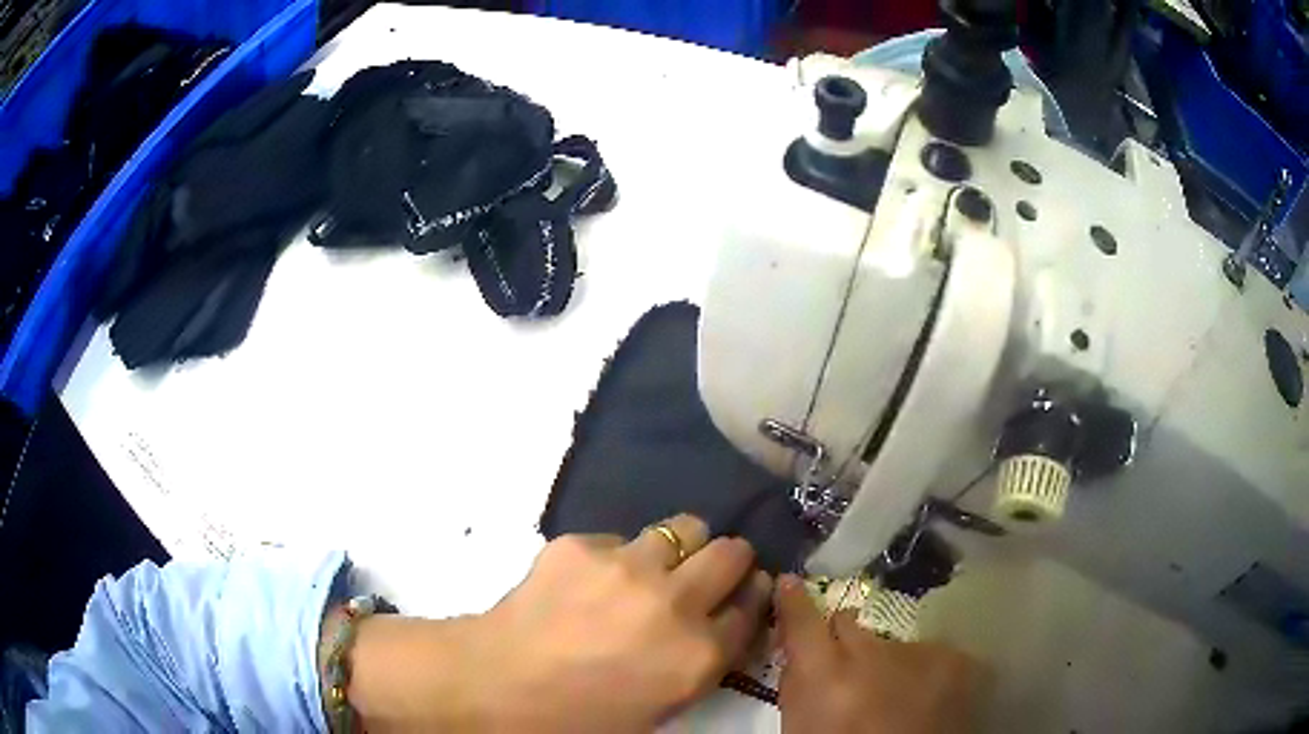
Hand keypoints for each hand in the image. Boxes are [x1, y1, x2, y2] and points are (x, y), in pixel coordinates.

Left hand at [340, 515, 771, 732]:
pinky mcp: (582, 544)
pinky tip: (588, 581)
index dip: (750, 598)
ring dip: (679, 547)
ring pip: (685, 527)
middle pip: (732, 553)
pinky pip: (620, 539)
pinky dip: (616, 556)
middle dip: (730, 561)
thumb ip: (701, 663)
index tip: (743, 593)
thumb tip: (718, 621)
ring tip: (651, 567)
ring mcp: (628, 566)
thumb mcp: (660, 706)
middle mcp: (675, 603)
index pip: (752, 608)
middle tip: (708, 572)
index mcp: (698, 655)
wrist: (496, 685)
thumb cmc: (580, 716)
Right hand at [774, 575, 981, 733]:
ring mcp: (920, 654)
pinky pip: (930, 654)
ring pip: (892, 643)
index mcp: (825, 676)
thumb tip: (798, 651)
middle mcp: (872, 655)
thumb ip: (799, 683)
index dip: (793, 601)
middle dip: (844, 639)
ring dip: (887, 662)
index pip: (802, 620)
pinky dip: (922, 672)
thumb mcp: (800, 726)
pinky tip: (923, 699)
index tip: (789, 585)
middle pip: (849, 624)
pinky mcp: (956, 659)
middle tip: (848, 667)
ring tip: (894, 695)